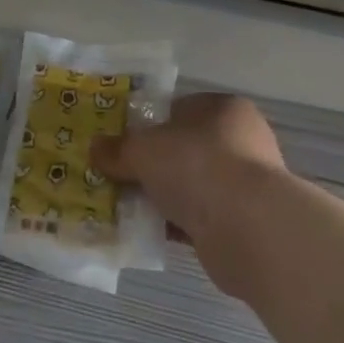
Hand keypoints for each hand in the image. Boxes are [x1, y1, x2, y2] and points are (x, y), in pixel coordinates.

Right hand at [92, 93, 287, 299]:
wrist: (248, 228)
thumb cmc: (197, 165)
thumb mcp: (144, 150)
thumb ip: (118, 149)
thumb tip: (94, 148)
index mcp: (223, 108)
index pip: (179, 111)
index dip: (148, 126)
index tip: (123, 145)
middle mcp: (241, 140)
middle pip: (185, 149)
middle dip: (155, 166)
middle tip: (122, 177)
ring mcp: (246, 183)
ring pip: (193, 186)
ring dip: (166, 197)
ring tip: (129, 209)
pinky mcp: (246, 223)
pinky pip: (201, 218)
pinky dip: (178, 224)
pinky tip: (150, 233)